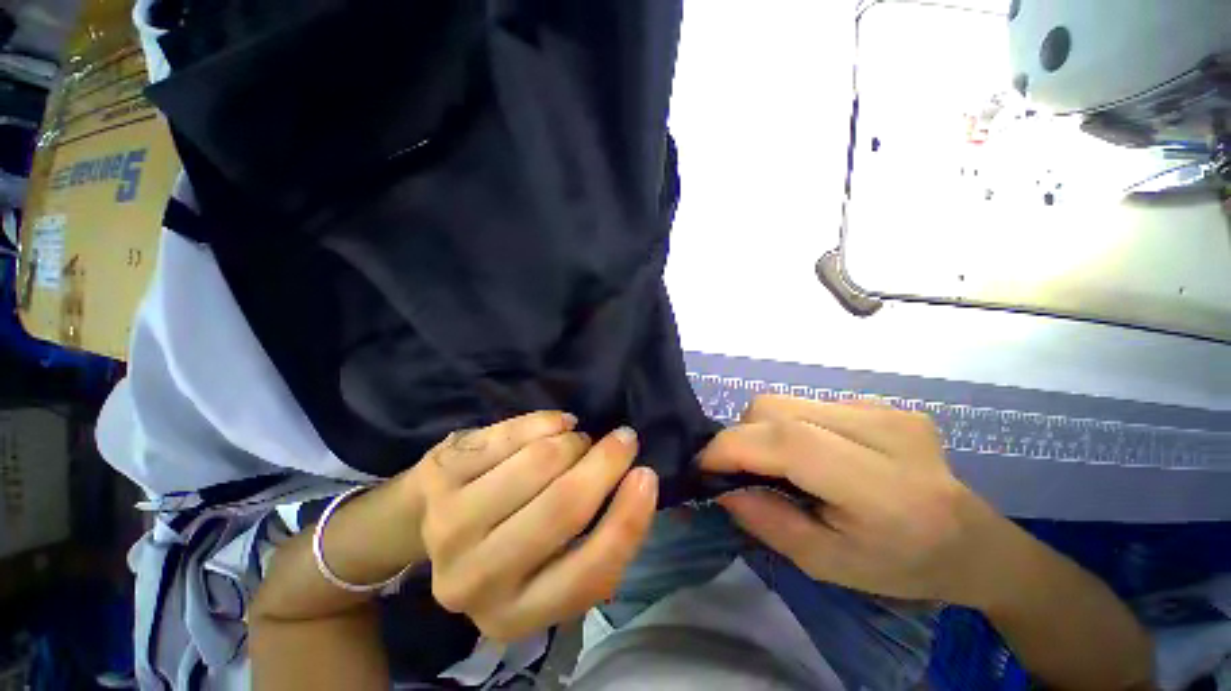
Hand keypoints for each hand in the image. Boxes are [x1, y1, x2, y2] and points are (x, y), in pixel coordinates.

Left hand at [410, 412, 657, 640]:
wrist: (437, 521)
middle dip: (605, 462)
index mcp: (516, 615)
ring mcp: (450, 525)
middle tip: (624, 438)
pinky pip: (513, 433)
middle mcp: (476, 580)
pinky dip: (547, 421)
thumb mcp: (555, 563)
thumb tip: (637, 482)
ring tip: (578, 440)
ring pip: (539, 462)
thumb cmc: (512, 542)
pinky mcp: (441, 475)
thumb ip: (597, 538)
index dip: (629, 518)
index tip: (647, 474)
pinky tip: (557, 425)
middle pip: (563, 507)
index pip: (590, 572)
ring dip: (574, 441)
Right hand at [699, 395, 1018, 607]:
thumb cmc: (903, 566)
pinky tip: (812, 453)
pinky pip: (806, 403)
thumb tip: (723, 488)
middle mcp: (883, 430)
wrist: (975, 543)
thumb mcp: (829, 565)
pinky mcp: (879, 401)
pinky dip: (789, 425)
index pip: (788, 441)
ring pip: (784, 400)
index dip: (732, 447)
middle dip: (743, 436)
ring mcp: (883, 408)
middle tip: (744, 472)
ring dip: (763, 429)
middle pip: (775, 408)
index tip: (703, 467)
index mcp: (882, 485)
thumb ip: (768, 522)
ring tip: (780, 464)